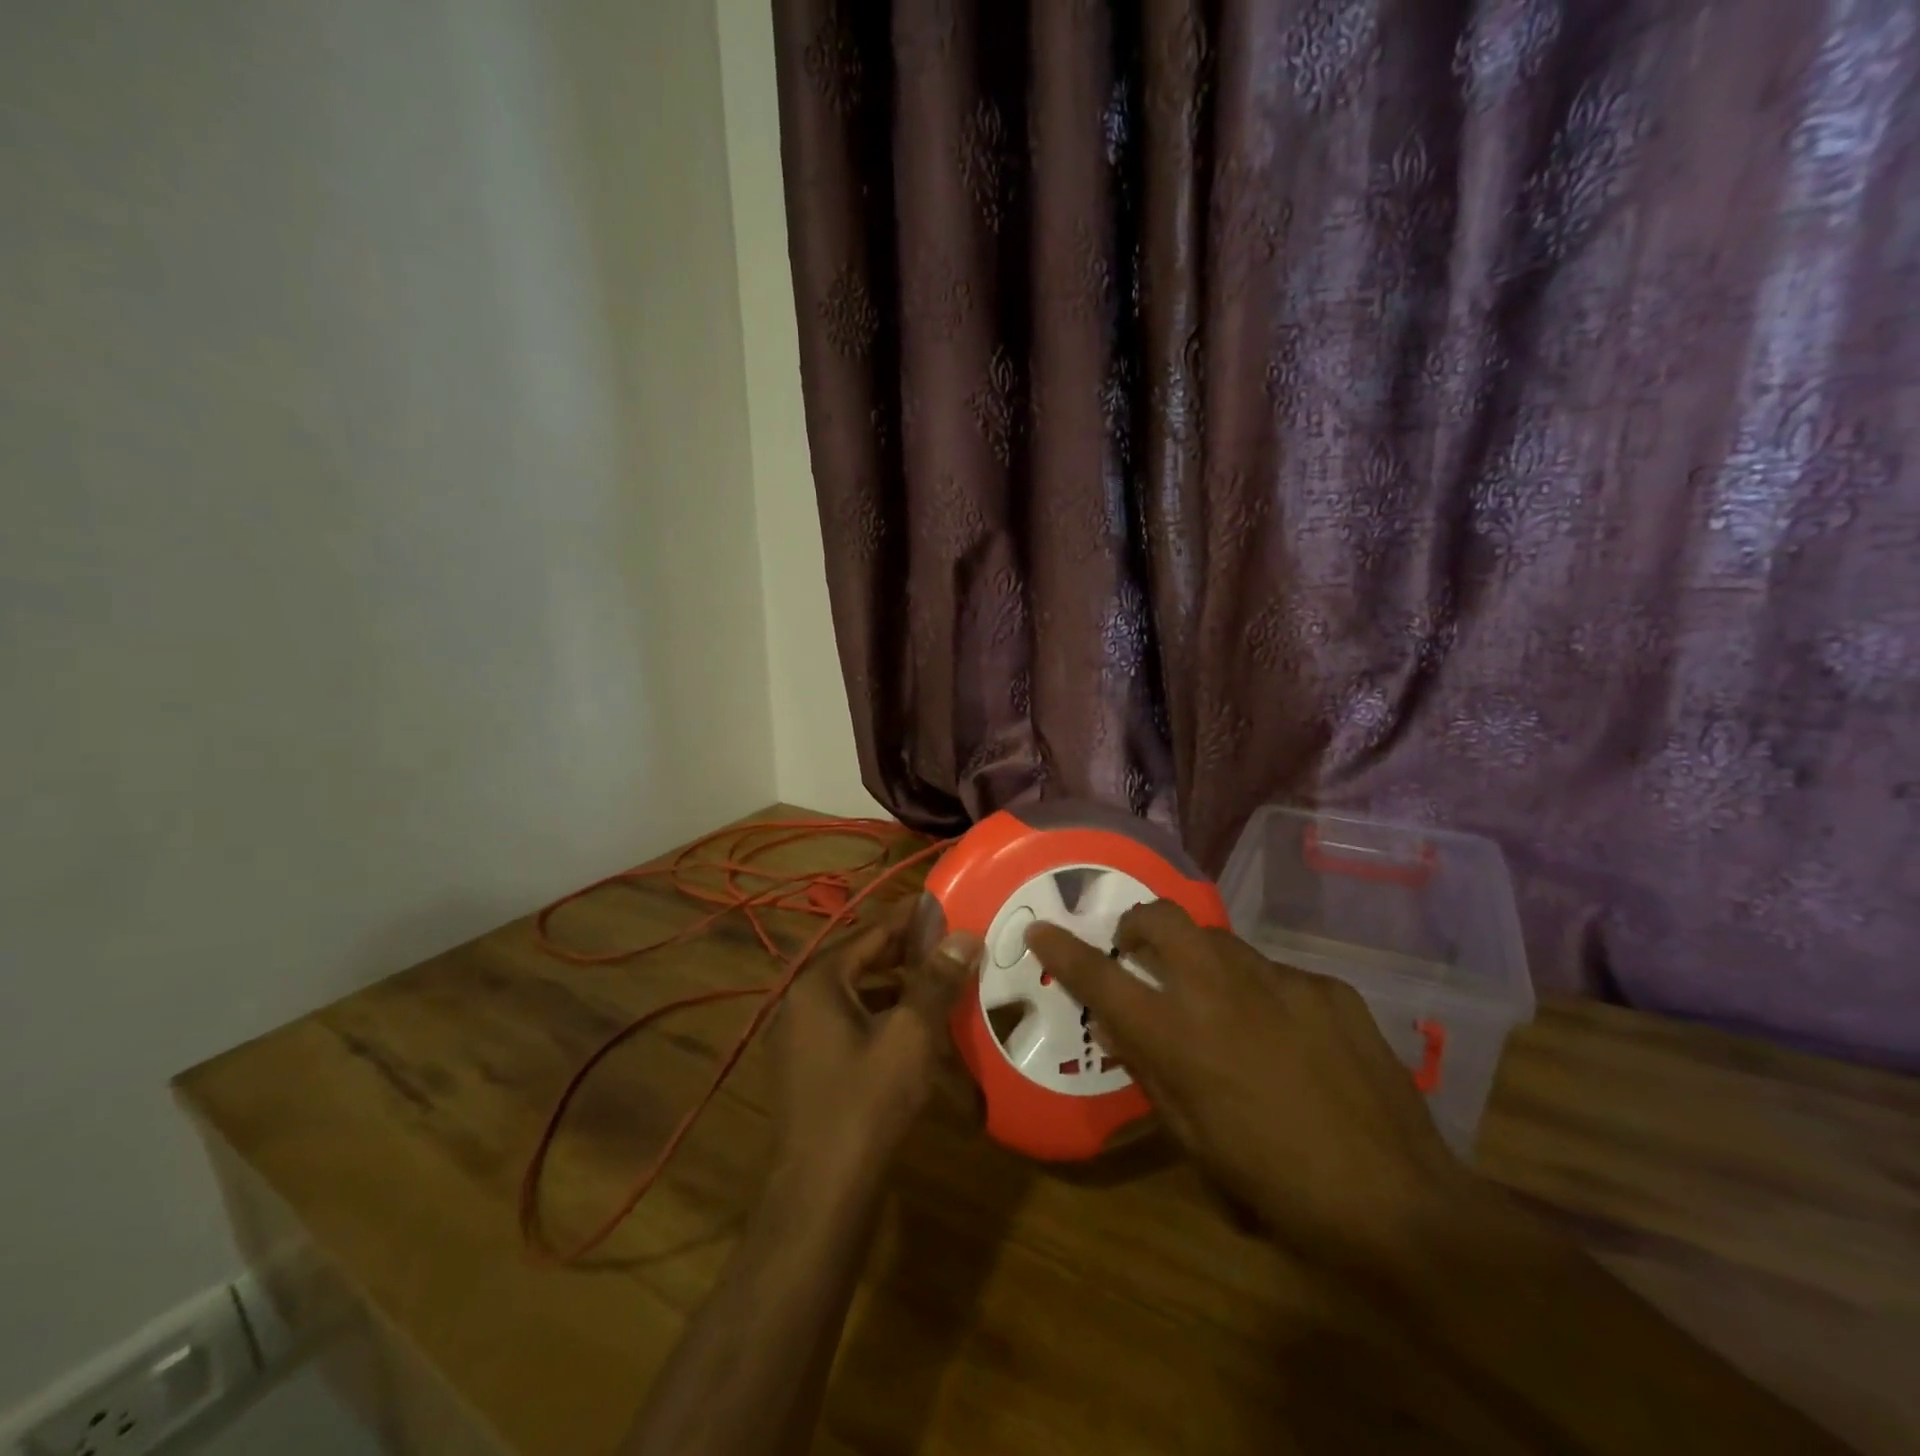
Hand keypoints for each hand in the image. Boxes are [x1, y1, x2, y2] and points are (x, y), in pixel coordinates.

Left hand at [771, 910, 982, 1196]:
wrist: (821, 1192)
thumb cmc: (867, 1102)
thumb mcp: (911, 1035)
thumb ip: (936, 981)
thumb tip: (964, 936)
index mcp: (819, 981)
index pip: (871, 931)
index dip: (910, 917)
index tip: (944, 903)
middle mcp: (801, 999)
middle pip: (860, 960)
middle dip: (905, 952)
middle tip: (949, 941)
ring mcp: (800, 1035)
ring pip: (855, 994)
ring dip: (895, 985)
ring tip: (938, 981)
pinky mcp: (808, 1066)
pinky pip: (848, 1023)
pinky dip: (880, 1016)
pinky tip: (913, 1029)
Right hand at [1025, 901, 1469, 1278]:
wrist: (1397, 1201)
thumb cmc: (1277, 1186)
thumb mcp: (1194, 1142)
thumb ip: (1152, 1074)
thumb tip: (1122, 1031)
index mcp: (1179, 1035)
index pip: (1102, 976)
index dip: (1064, 950)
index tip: (1043, 930)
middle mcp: (1220, 990)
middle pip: (1161, 918)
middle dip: (1136, 921)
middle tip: (1135, 947)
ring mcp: (1279, 980)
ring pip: (1218, 939)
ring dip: (1199, 957)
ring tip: (1214, 999)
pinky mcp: (1325, 986)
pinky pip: (1275, 973)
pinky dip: (1260, 992)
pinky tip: (1285, 1036)